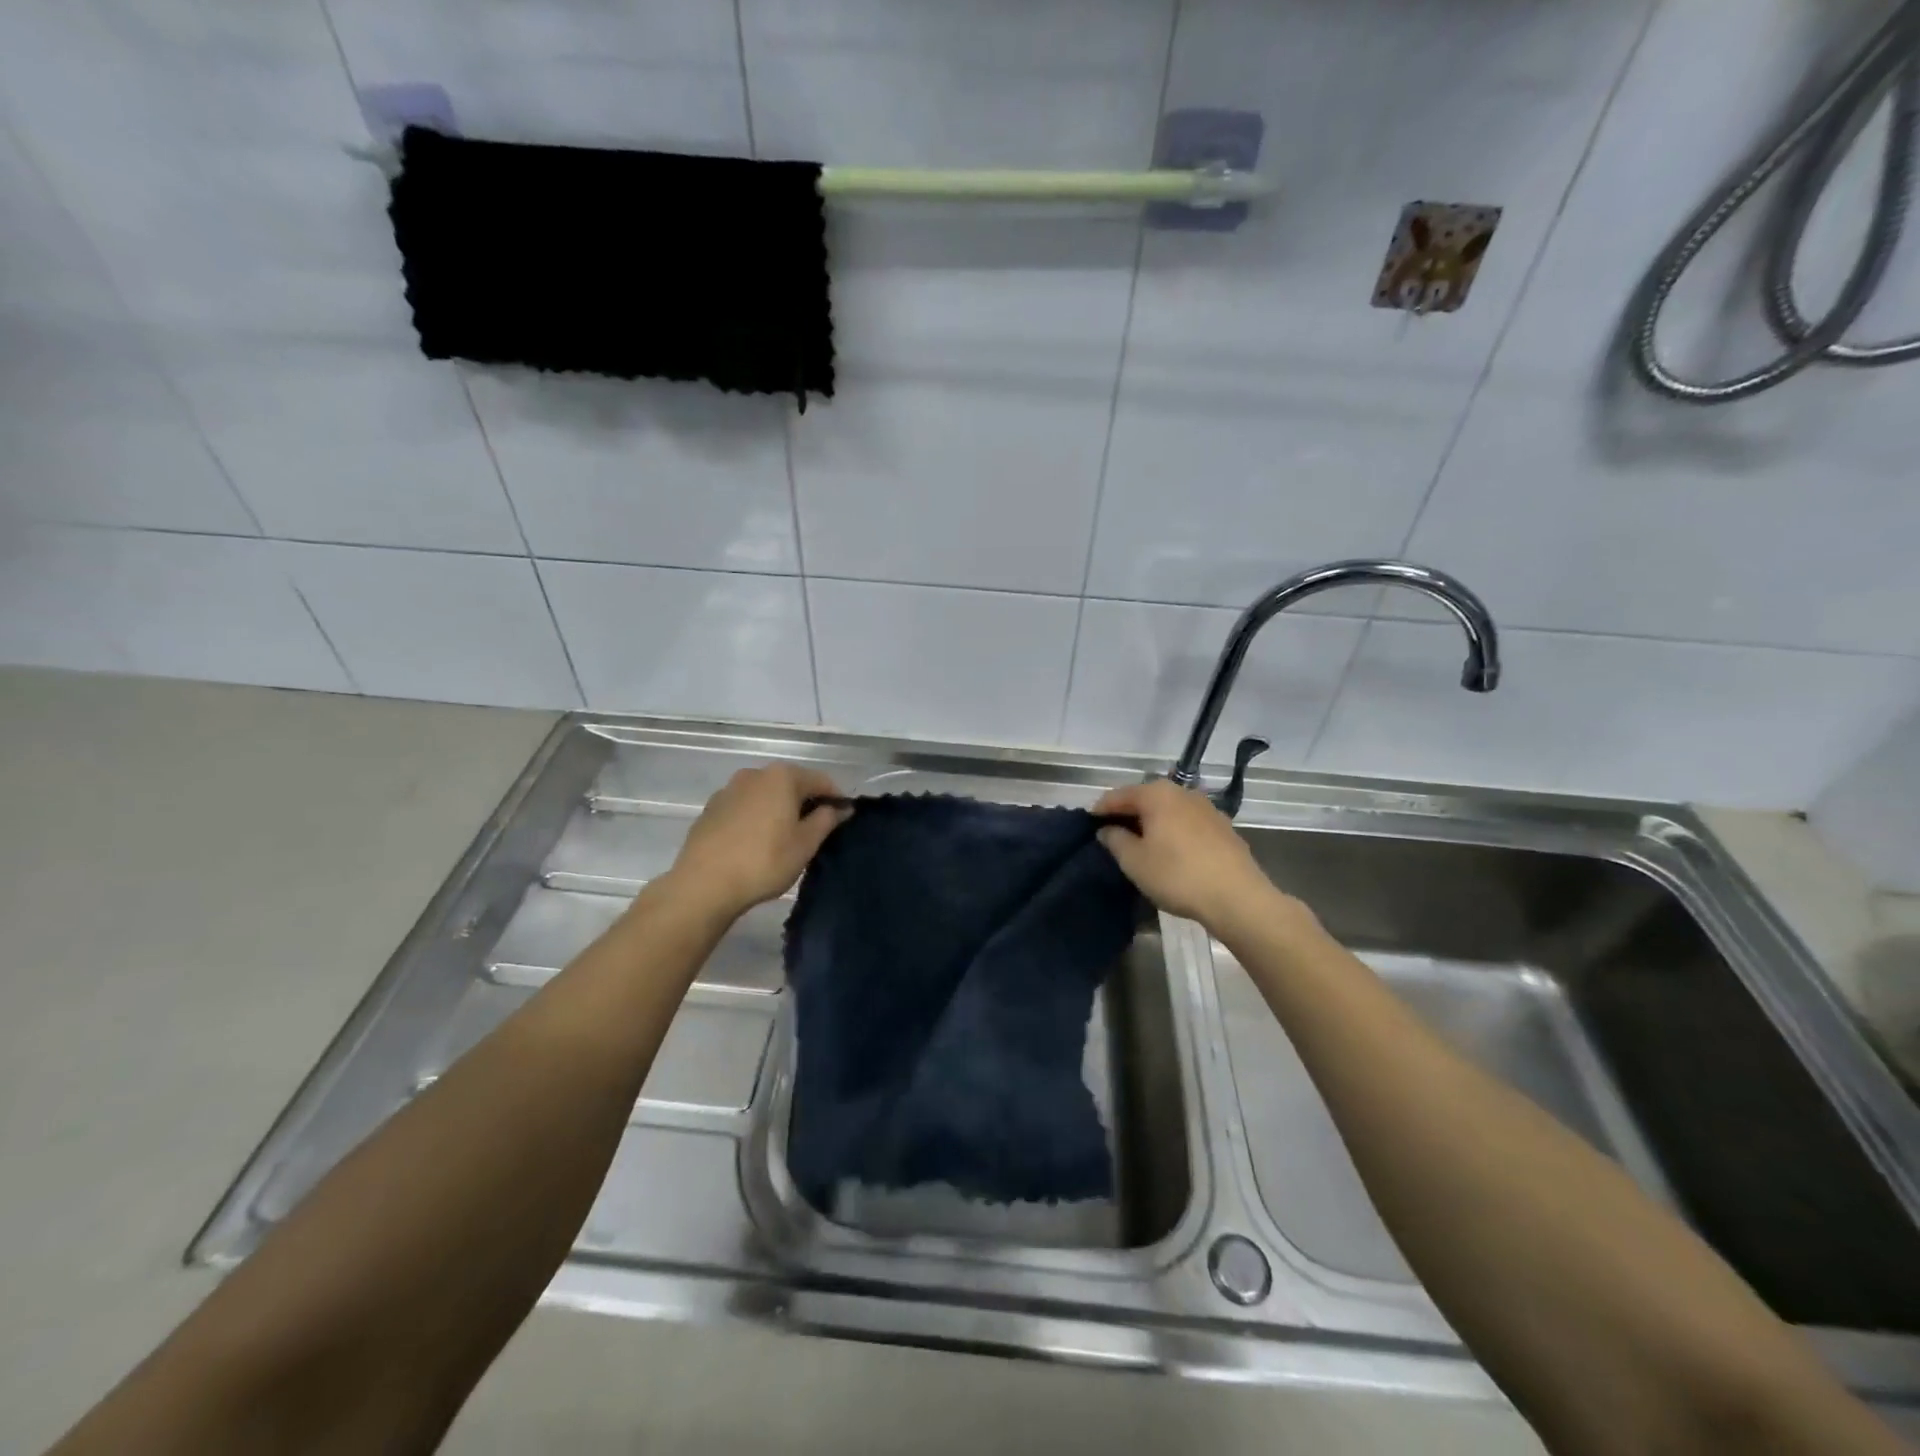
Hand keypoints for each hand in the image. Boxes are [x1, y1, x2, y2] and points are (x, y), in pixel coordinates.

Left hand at [665, 764, 851, 921]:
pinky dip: (757, 818)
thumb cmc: (764, 861)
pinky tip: (756, 843)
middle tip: (815, 833)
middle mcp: (754, 774)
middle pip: (791, 784)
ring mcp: (729, 789)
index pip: (821, 780)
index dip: (836, 799)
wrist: (703, 884)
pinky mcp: (711, 809)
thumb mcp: (805, 844)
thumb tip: (840, 807)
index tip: (843, 821)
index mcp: (782, 776)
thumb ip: (827, 820)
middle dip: (806, 803)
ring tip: (784, 840)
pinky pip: (745, 807)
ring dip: (779, 810)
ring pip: (766, 795)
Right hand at [1094, 778, 1289, 931]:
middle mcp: (1182, 792)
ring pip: (1168, 810)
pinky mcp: (1223, 827)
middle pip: (1145, 798)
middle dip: (1127, 814)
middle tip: (1111, 835)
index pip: (1118, 795)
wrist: (1238, 897)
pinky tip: (1169, 851)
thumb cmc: (1177, 875)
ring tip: (1139, 844)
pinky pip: (1186, 823)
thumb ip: (1115, 840)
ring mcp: (1206, 808)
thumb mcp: (1134, 861)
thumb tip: (1107, 829)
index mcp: (1157, 794)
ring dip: (1151, 823)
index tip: (1088, 825)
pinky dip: (1172, 831)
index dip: (1100, 810)